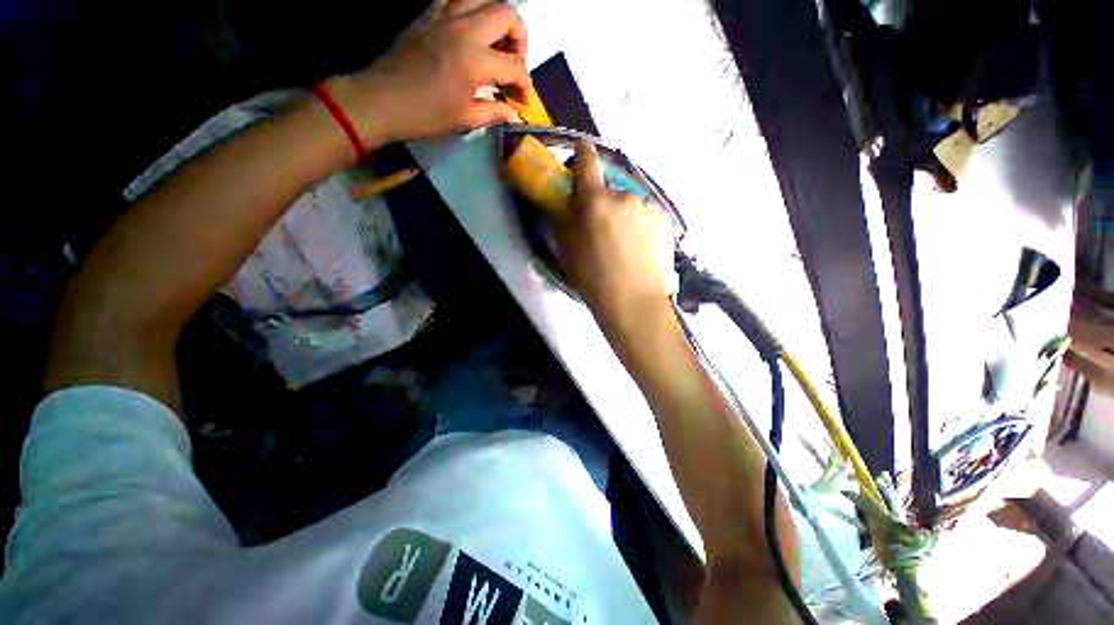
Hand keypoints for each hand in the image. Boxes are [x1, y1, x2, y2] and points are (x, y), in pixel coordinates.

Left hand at [329, 0, 530, 145]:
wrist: (381, 100)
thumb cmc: (425, 116)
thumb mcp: (465, 120)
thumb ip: (494, 112)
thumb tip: (513, 113)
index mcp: (474, 60)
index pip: (514, 66)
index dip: (525, 85)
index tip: (523, 100)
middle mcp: (463, 29)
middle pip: (506, 13)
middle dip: (520, 37)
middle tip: (515, 62)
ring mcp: (443, 16)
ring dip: (496, 18)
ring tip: (495, 43)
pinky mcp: (427, 14)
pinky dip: (471, 11)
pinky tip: (470, 33)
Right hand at [555, 142, 677, 327]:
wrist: (634, 303)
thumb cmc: (594, 280)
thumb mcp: (567, 251)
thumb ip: (565, 220)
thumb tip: (568, 203)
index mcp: (595, 202)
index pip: (587, 163)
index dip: (583, 153)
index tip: (581, 150)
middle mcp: (624, 196)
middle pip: (610, 191)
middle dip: (604, 204)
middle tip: (603, 230)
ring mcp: (649, 207)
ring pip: (631, 205)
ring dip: (625, 216)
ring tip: (625, 245)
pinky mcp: (665, 220)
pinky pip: (647, 216)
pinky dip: (641, 226)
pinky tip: (641, 248)